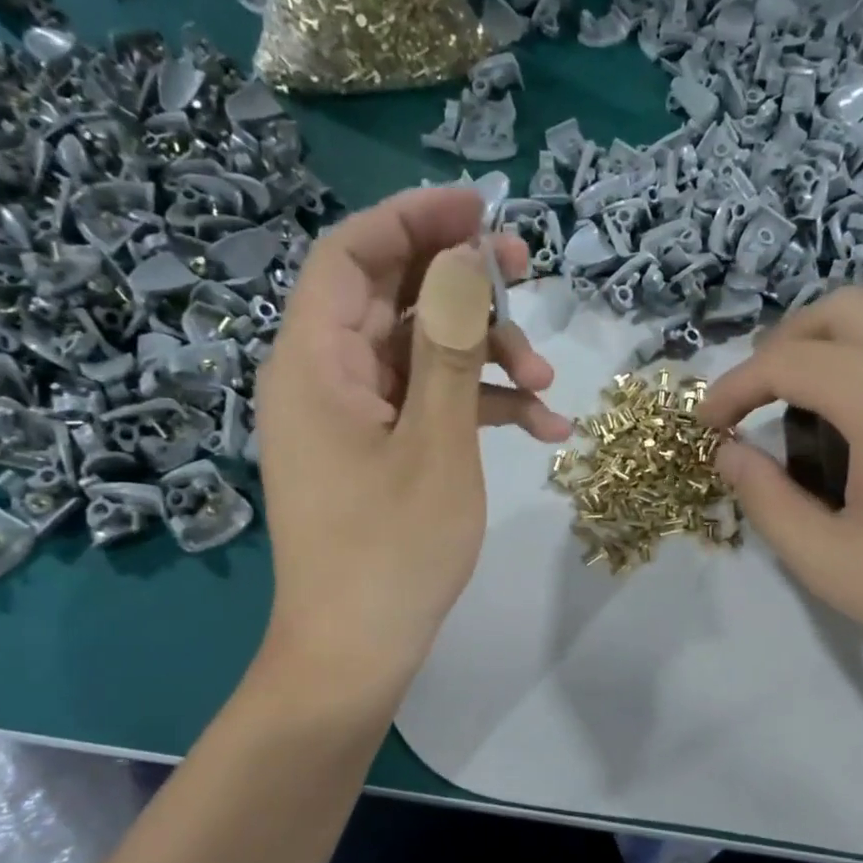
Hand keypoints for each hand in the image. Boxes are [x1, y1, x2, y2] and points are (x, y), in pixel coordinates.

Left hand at [253, 187, 571, 691]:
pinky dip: (479, 407)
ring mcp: (353, 417)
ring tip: (546, 386)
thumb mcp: (436, 443)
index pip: (352, 255)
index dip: (415, 220)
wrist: (356, 653)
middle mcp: (324, 377)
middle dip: (465, 286)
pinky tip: (542, 429)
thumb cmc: (392, 551)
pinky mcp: (378, 450)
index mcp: (316, 362)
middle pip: (393, 298)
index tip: (483, 210)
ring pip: (421, 352)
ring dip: (486, 357)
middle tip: (528, 278)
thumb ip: (450, 346)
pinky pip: (428, 405)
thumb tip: (463, 260)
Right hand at [698, 284, 862, 698]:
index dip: (734, 387)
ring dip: (842, 327)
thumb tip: (729, 454)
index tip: (708, 424)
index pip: (786, 362)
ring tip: (818, 379)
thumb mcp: (827, 562)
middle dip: (782, 346)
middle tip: (756, 400)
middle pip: (838, 310)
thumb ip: (766, 500)